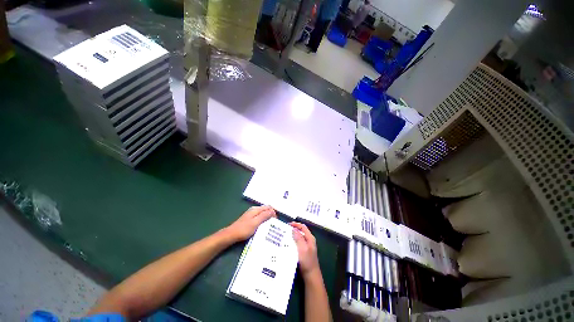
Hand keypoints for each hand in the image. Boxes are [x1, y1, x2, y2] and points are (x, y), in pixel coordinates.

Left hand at [225, 206, 275, 242]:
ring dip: (267, 218)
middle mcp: (254, 210)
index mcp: (256, 209)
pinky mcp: (250, 219)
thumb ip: (264, 216)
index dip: (273, 212)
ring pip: (263, 213)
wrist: (231, 234)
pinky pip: (259, 217)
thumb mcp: (256, 222)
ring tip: (271, 225)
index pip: (268, 207)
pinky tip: (264, 226)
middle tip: (275, 223)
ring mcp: (251, 214)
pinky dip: (263, 220)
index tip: (276, 220)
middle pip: (265, 209)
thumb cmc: (244, 229)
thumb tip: (272, 211)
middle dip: (271, 214)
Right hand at [290, 222, 319, 278]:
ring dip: (293, 236)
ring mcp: (307, 246)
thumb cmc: (307, 261)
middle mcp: (309, 240)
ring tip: (285, 236)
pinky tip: (288, 244)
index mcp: (310, 238)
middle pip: (301, 231)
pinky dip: (293, 242)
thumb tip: (294, 229)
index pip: (303, 227)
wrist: (311, 275)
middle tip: (285, 230)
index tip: (288, 225)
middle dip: (294, 229)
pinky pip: (298, 243)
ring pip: (299, 237)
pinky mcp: (304, 251)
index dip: (296, 224)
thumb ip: (299, 238)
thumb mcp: (302, 248)